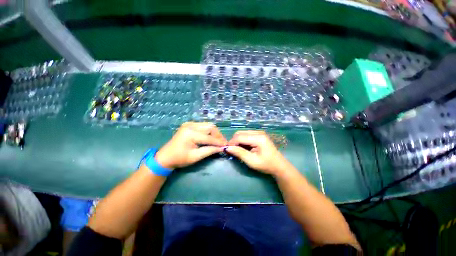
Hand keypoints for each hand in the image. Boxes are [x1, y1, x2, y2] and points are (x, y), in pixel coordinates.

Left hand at [155, 122, 226, 169]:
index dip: (219, 142)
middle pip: (210, 127)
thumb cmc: (179, 159)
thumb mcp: (195, 157)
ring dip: (214, 132)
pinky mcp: (189, 124)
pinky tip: (210, 137)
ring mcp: (189, 123)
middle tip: (222, 143)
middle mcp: (191, 125)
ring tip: (218, 141)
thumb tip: (221, 148)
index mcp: (190, 133)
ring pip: (208, 125)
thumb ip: (209, 151)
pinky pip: (203, 126)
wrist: (165, 157)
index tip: (226, 146)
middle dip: (218, 135)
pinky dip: (209, 131)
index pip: (209, 137)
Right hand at [226, 130, 291, 175]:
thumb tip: (227, 148)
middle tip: (232, 151)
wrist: (279, 166)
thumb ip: (239, 153)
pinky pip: (246, 135)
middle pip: (240, 133)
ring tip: (237, 150)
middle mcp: (258, 132)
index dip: (231, 143)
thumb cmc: (266, 165)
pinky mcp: (259, 135)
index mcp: (258, 138)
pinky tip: (243, 148)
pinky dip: (242, 141)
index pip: (239, 137)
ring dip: (238, 141)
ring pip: (242, 133)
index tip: (227, 150)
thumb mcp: (251, 161)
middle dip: (234, 141)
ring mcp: (259, 132)